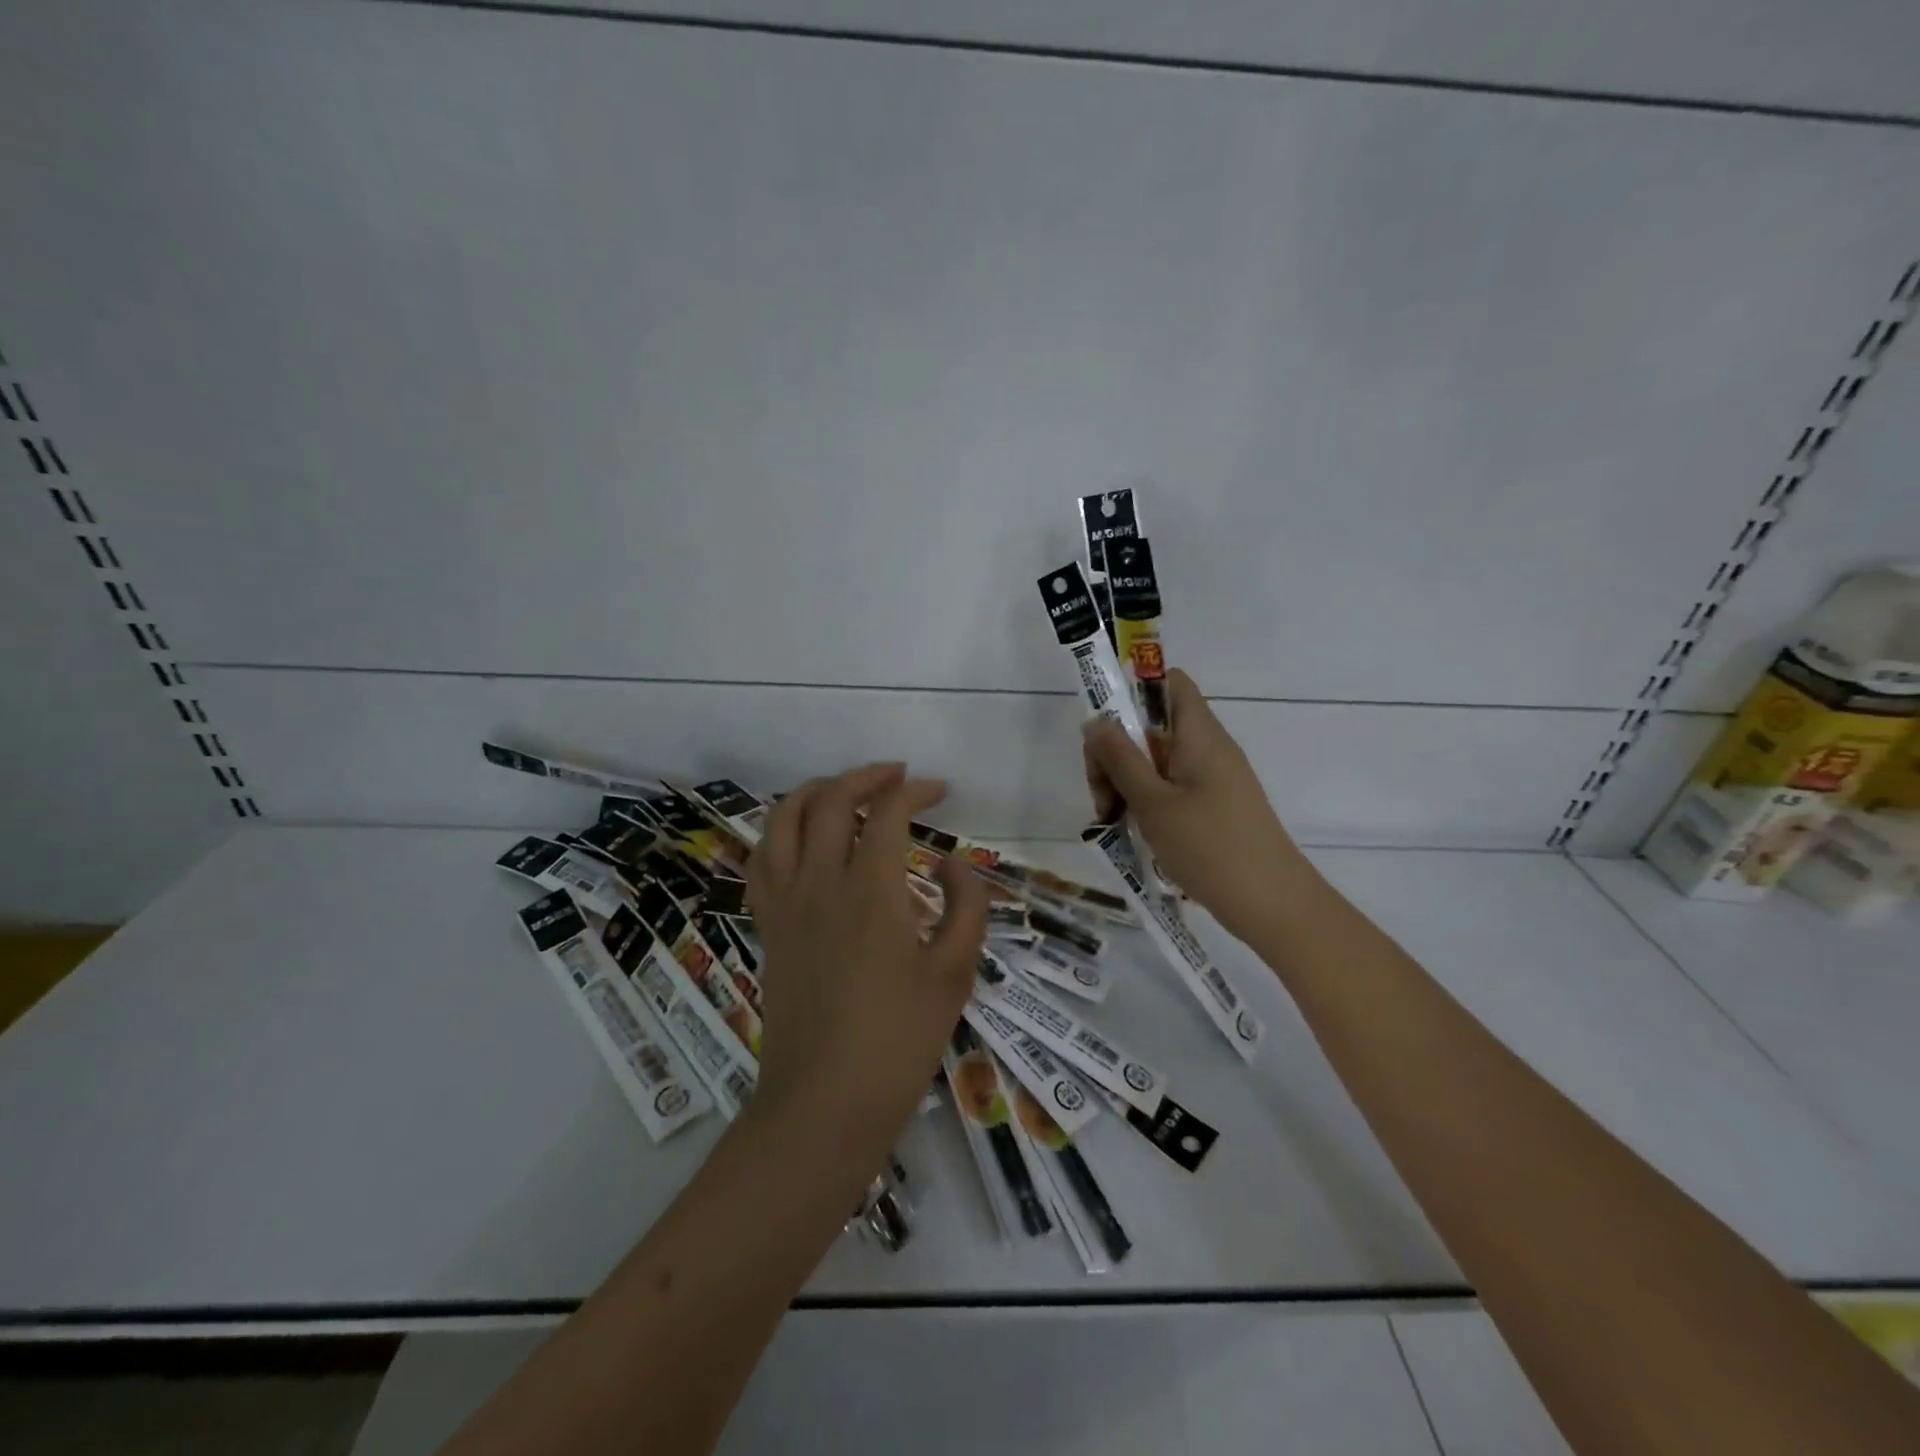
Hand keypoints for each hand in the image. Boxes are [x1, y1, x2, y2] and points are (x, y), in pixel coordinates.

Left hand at [746, 763, 988, 1166]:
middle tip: (896, 778)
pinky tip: (798, 840)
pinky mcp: (767, 926)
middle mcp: (820, 882)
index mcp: (871, 889)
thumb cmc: (899, 1041)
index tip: (938, 791)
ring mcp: (785, 903)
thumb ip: (965, 907)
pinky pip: (760, 860)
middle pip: (830, 800)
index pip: (887, 811)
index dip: (914, 790)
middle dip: (865, 776)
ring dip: (813, 792)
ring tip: (842, 792)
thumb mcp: (955, 974)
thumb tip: (951, 864)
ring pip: (782, 819)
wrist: (824, 1103)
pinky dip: (778, 832)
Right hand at [1083, 670, 1323, 945]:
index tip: (1102, 727)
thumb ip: (1120, 758)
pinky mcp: (1213, 807)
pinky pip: (1170, 788)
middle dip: (1116, 752)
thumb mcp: (1152, 801)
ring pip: (1156, 762)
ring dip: (1126, 783)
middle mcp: (1207, 747)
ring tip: (1111, 821)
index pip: (1168, 682)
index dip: (1132, 690)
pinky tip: (1132, 832)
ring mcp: (1212, 779)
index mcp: (1199, 733)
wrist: (1273, 904)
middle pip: (1151, 726)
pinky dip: (1146, 802)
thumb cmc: (1210, 846)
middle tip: (1100, 795)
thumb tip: (1096, 720)